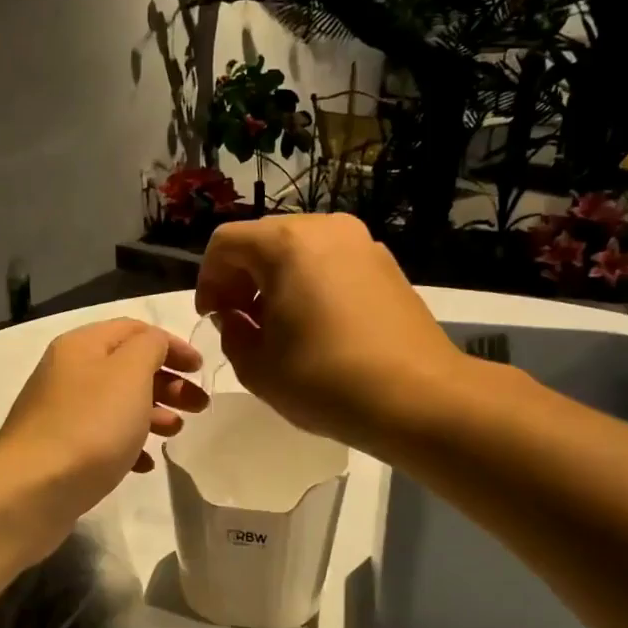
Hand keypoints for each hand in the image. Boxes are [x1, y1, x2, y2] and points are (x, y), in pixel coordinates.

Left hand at [0, 319, 206, 549]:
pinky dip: (128, 444)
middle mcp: (68, 372)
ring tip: (176, 432)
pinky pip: (102, 437)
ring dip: (153, 413)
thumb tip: (155, 346)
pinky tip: (145, 464)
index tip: (202, 369)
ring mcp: (61, 412)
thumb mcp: (129, 374)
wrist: (31, 490)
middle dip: (168, 382)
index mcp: (82, 346)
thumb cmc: (89, 427)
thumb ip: (150, 348)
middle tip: (198, 406)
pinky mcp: (61, 449)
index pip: (135, 330)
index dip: (172, 344)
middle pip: (127, 367)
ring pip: (117, 403)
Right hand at [195, 214, 468, 453]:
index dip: (208, 280)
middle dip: (242, 278)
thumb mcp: (257, 367)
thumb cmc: (325, 380)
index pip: (226, 243)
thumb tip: (236, 318)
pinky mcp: (387, 266)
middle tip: (240, 322)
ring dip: (276, 282)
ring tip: (278, 328)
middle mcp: (325, 230)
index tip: (212, 318)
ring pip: (300, 250)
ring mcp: (362, 244)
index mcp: (286, 244)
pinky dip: (310, 285)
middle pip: (265, 240)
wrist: (418, 397)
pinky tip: (315, 327)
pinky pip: (332, 263)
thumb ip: (232, 334)